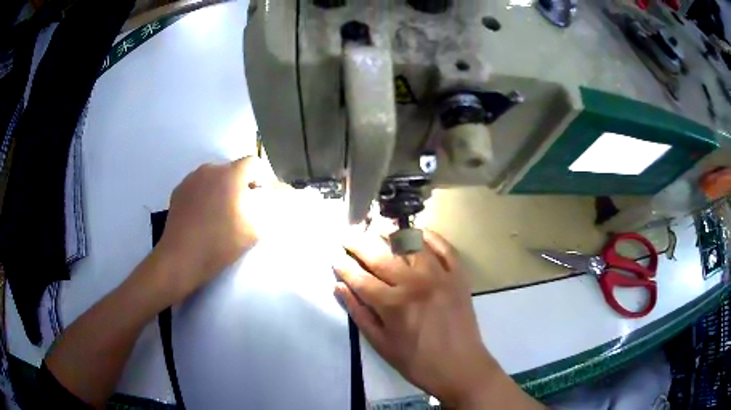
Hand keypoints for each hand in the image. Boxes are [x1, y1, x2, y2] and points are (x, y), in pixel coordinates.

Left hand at [153, 156, 278, 302]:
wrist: (182, 257)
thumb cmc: (220, 244)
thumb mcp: (254, 231)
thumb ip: (265, 210)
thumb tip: (265, 200)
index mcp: (231, 175)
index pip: (253, 163)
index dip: (260, 177)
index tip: (259, 197)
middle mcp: (210, 169)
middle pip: (232, 169)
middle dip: (239, 184)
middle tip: (240, 207)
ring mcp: (191, 179)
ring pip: (213, 177)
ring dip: (220, 188)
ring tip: (218, 212)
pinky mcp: (178, 190)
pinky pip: (197, 186)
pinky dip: (203, 195)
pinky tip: (201, 216)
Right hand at [333, 229, 497, 406]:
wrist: (460, 366)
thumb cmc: (417, 362)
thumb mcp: (381, 344)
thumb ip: (359, 314)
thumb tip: (339, 287)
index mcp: (393, 304)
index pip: (360, 278)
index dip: (344, 267)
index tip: (334, 258)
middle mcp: (414, 283)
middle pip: (381, 256)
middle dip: (359, 243)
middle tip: (347, 236)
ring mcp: (439, 276)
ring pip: (411, 244)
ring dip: (391, 234)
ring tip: (377, 229)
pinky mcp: (458, 276)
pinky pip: (444, 247)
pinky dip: (429, 236)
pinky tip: (417, 232)